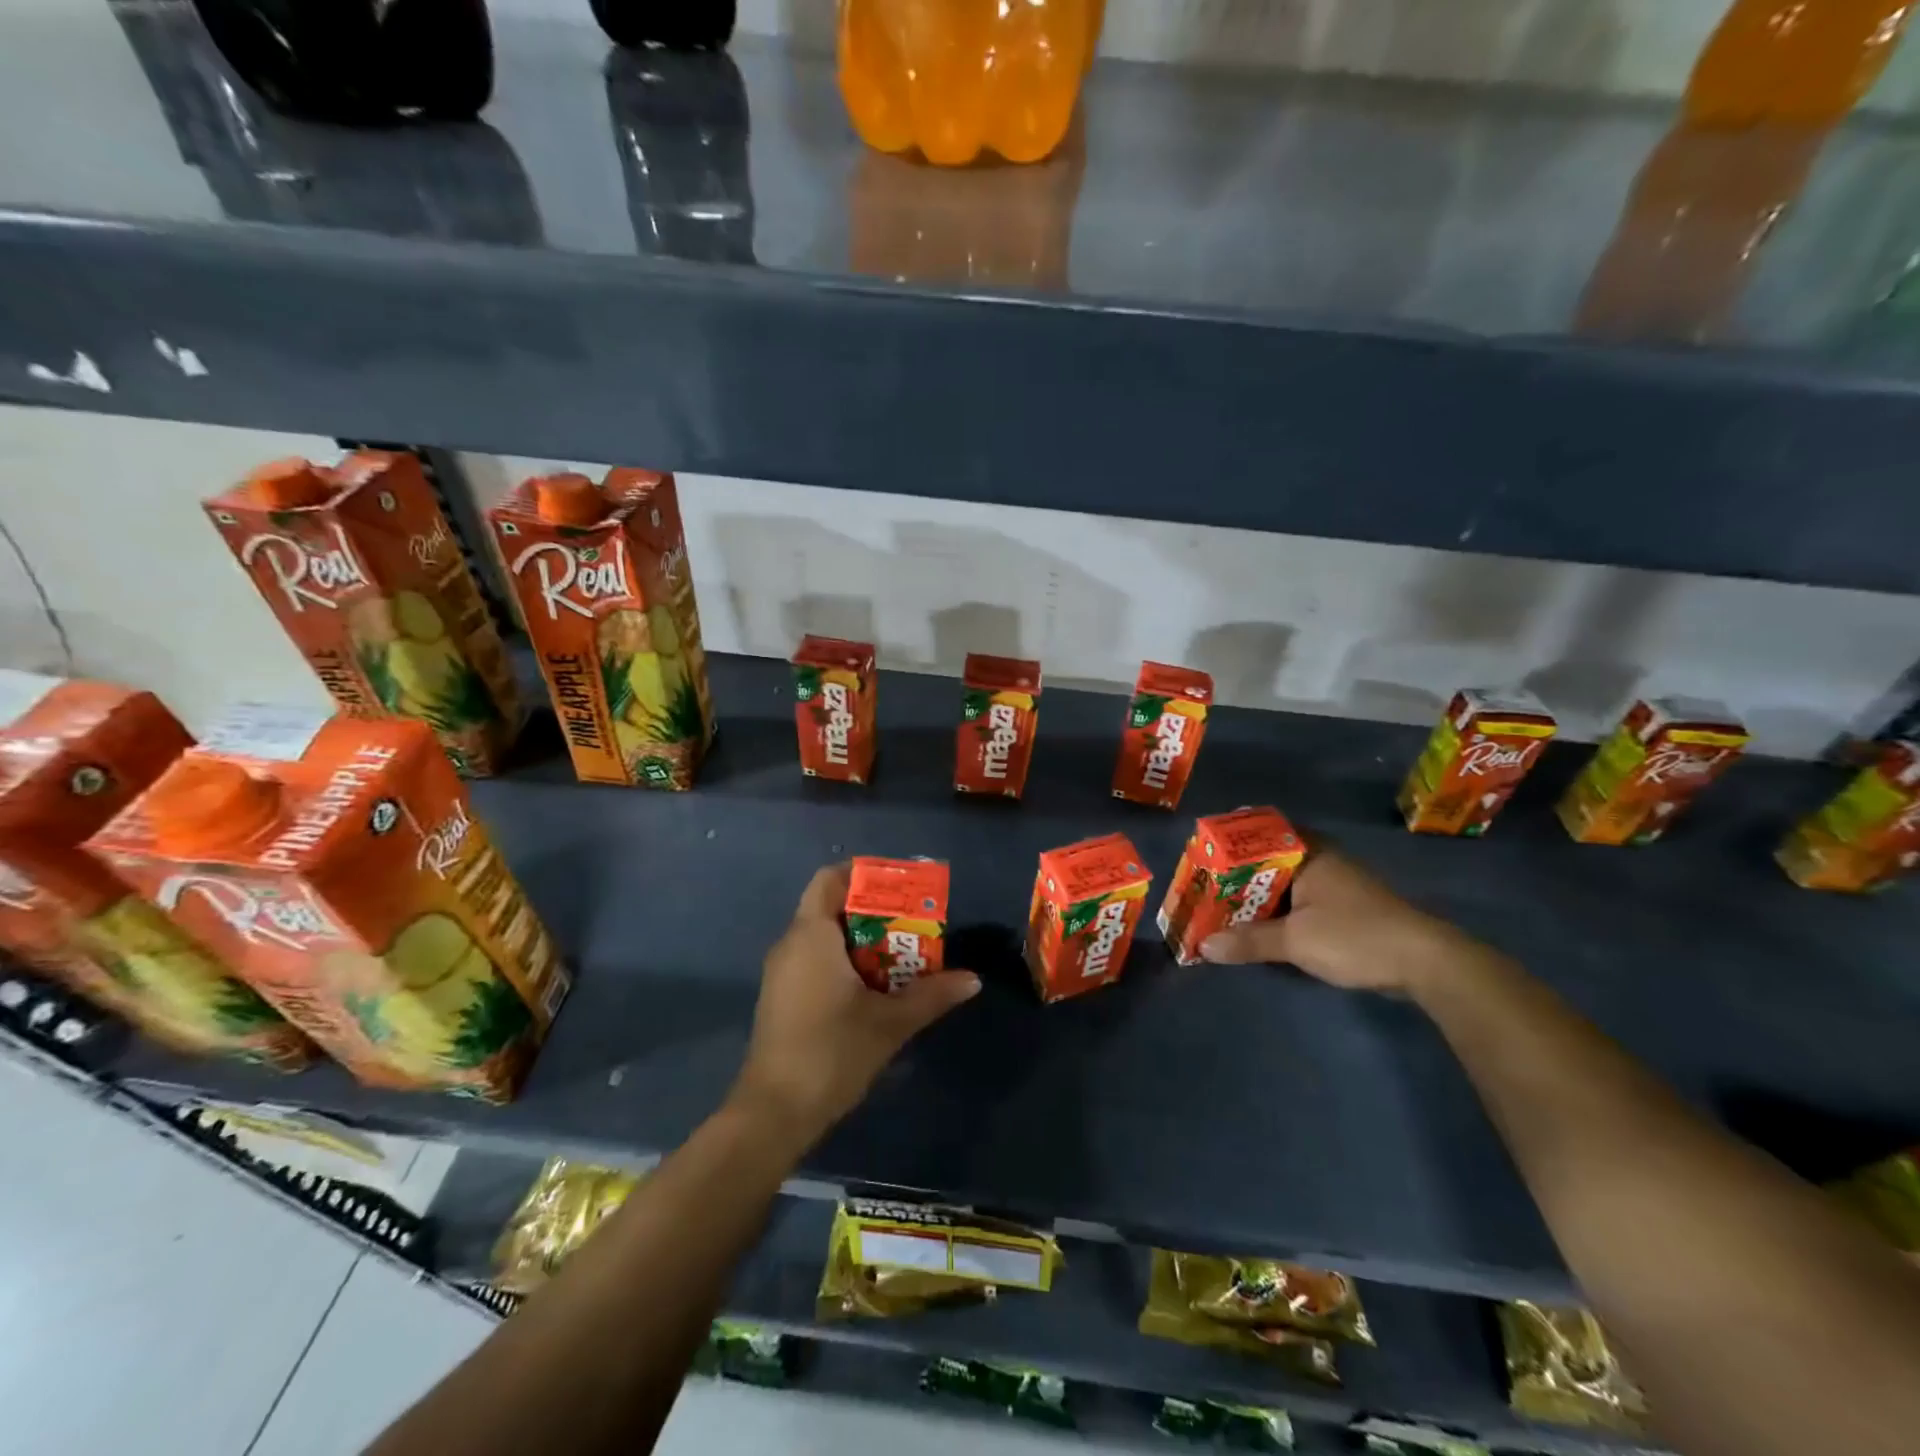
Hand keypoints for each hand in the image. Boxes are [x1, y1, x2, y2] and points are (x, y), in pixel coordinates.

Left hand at [730, 863, 979, 1144]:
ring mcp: (783, 973)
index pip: (831, 879)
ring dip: (863, 939)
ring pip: (825, 937)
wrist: (774, 1113)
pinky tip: (876, 987)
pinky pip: (816, 960)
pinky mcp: (783, 997)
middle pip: (832, 906)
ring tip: (904, 954)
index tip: (901, 885)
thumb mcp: (890, 1022)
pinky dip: (846, 961)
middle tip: (914, 922)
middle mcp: (792, 944)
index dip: (864, 873)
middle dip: (875, 910)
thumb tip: (973, 979)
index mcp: (812, 935)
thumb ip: (932, 995)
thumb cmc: (831, 1052)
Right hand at [1199, 848, 1478, 994]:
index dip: (1229, 842)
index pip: (1258, 833)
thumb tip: (1203, 946)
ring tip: (1221, 907)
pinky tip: (1258, 926)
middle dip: (1235, 874)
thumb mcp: (1296, 940)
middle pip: (1267, 860)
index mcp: (1308, 854)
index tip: (1201, 853)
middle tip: (1203, 886)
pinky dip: (1275, 910)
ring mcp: (1336, 883)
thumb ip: (1248, 941)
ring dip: (1256, 895)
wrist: (1427, 963)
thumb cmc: (1355, 937)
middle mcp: (1320, 860)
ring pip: (1283, 882)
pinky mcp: (1345, 907)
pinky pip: (1298, 899)